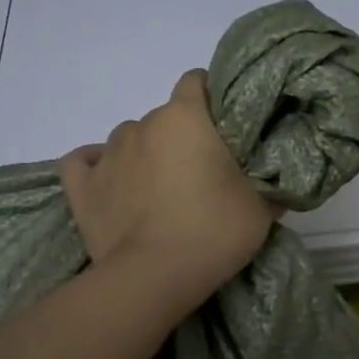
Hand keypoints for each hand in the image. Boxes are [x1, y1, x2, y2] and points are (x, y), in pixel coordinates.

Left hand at [59, 70, 274, 308]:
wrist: (154, 276)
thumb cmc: (214, 230)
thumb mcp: (261, 208)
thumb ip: (269, 185)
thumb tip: (277, 182)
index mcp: (184, 118)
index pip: (195, 81)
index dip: (211, 99)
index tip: (224, 127)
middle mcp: (142, 125)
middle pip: (164, 117)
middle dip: (181, 137)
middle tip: (200, 174)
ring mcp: (107, 154)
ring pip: (128, 139)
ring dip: (144, 154)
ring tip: (158, 190)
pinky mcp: (82, 187)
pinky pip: (84, 162)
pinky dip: (97, 167)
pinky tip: (110, 182)